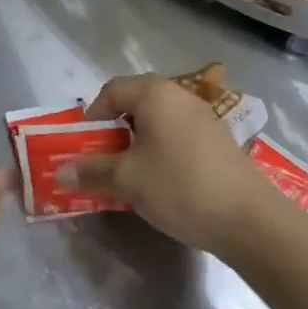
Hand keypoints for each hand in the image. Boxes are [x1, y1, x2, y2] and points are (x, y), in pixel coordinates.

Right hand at [59, 74, 281, 252]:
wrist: (248, 218)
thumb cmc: (179, 186)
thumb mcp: (128, 180)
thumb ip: (91, 171)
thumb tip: (59, 171)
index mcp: (155, 93)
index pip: (111, 90)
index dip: (91, 116)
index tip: (83, 145)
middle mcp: (179, 95)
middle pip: (135, 101)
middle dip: (113, 129)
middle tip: (102, 159)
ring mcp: (203, 116)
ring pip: (158, 120)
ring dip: (137, 141)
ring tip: (129, 173)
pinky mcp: (217, 139)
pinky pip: (177, 134)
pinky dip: (160, 149)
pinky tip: (161, 180)